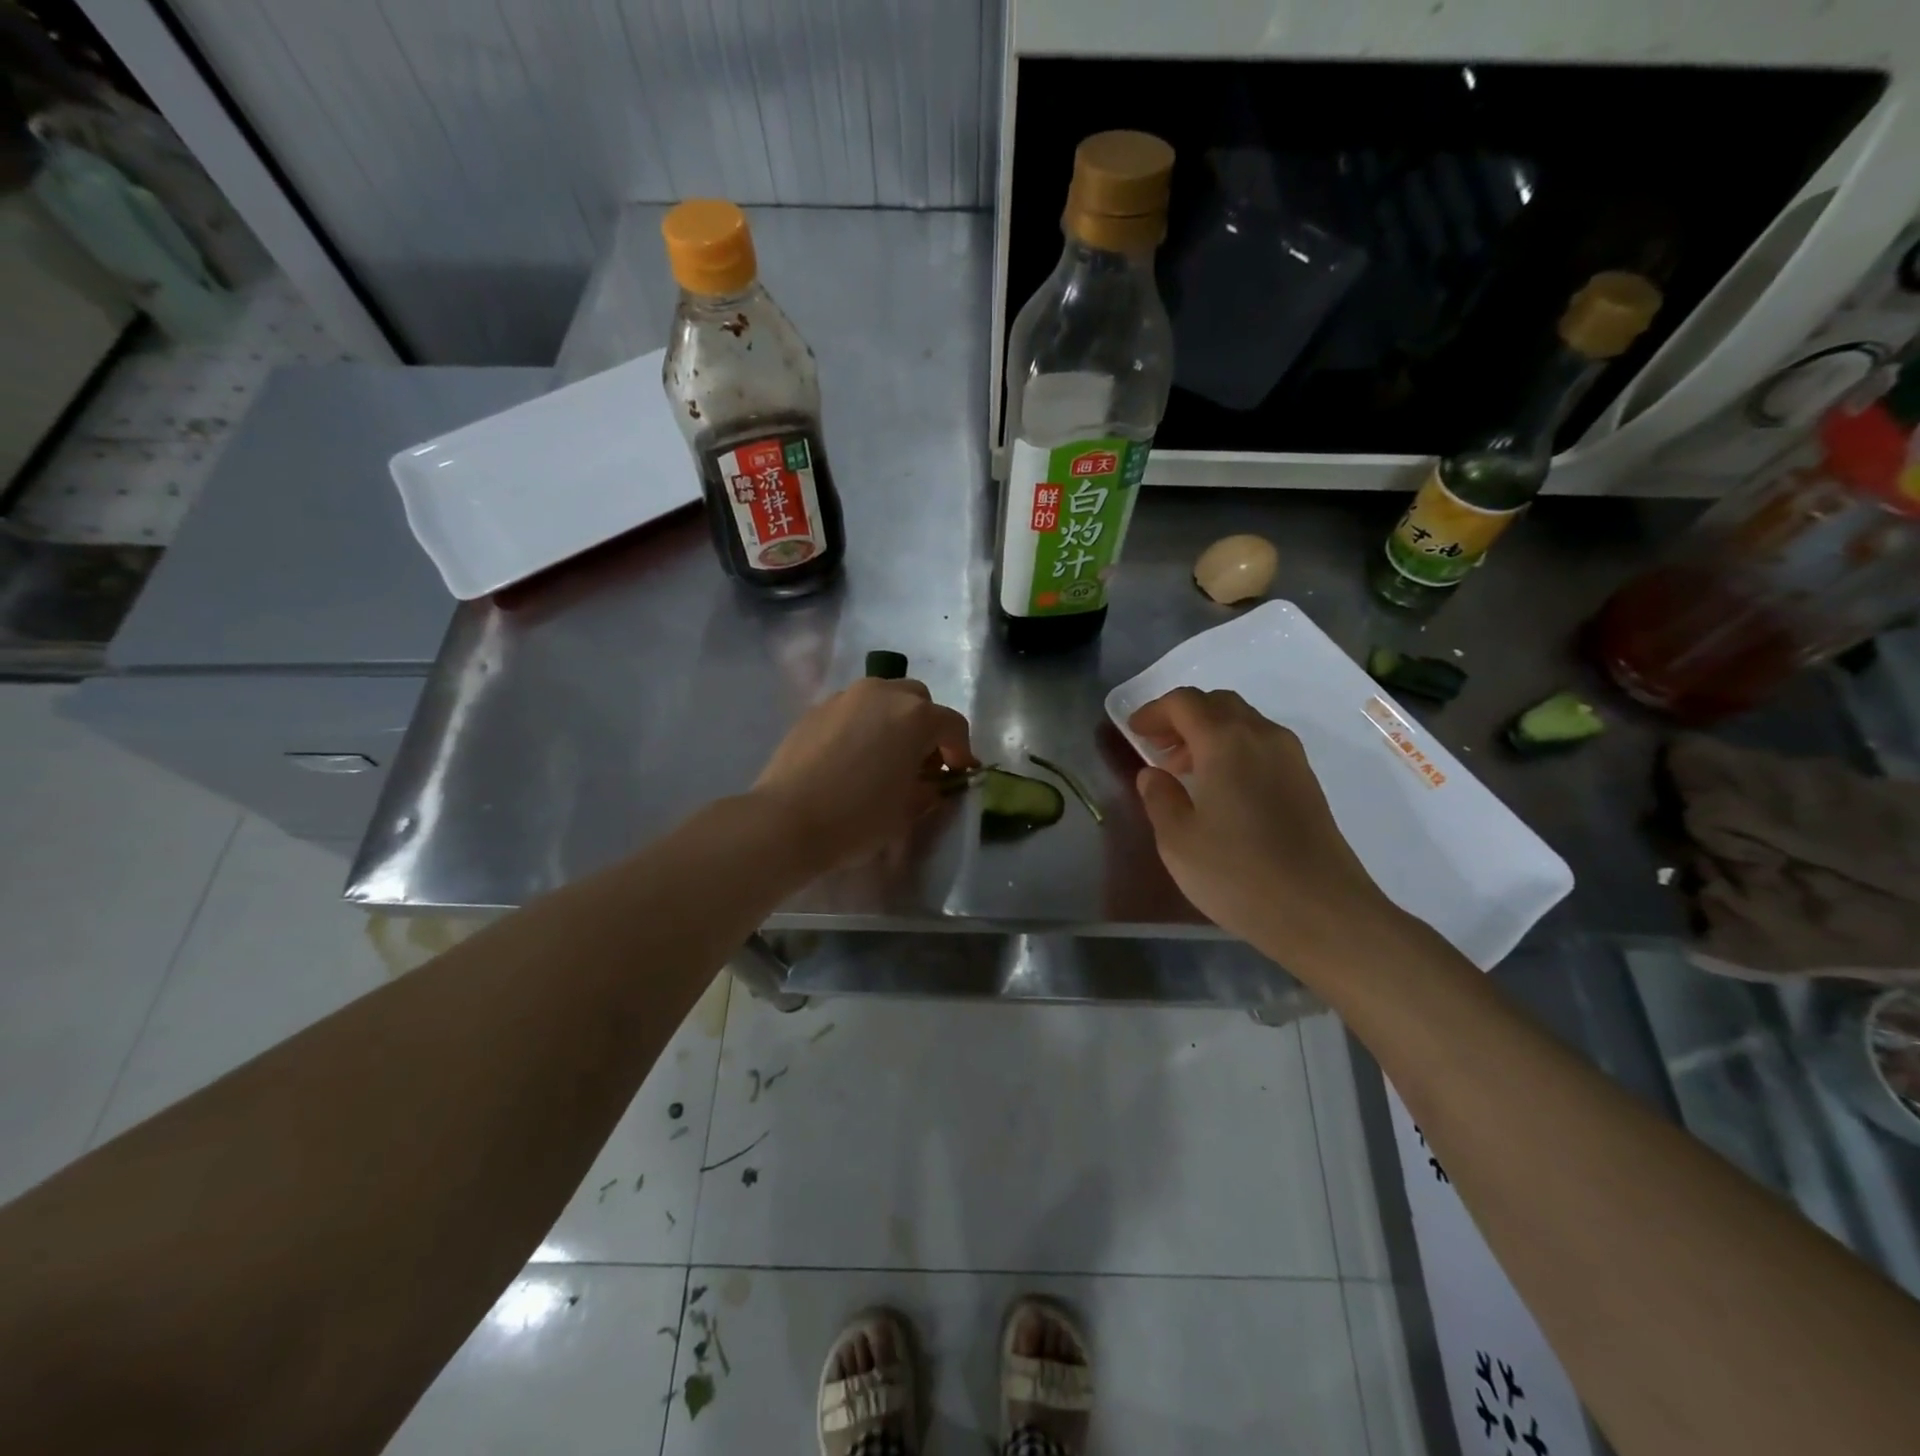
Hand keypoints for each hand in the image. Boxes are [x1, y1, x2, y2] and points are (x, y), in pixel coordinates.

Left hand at [754, 676, 976, 868]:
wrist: (786, 820)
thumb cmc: (858, 817)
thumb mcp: (908, 810)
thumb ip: (930, 790)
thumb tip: (934, 783)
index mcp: (915, 716)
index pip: (953, 726)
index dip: (961, 752)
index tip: (959, 775)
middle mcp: (882, 693)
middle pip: (918, 701)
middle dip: (927, 728)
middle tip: (922, 762)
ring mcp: (845, 697)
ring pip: (883, 698)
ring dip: (894, 721)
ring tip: (885, 757)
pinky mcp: (816, 709)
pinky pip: (853, 710)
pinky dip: (863, 725)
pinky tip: (853, 758)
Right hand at [1129, 688, 1399, 965]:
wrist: (1322, 912)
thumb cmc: (1238, 874)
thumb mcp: (1178, 840)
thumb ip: (1159, 798)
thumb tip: (1153, 775)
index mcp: (1226, 741)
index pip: (1184, 702)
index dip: (1153, 712)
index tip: (1134, 733)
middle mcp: (1262, 736)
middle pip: (1217, 703)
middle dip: (1182, 717)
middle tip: (1158, 749)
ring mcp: (1291, 757)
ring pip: (1243, 722)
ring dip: (1209, 733)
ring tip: (1185, 771)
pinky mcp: (1306, 781)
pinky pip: (1261, 745)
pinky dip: (1233, 749)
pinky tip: (1221, 789)